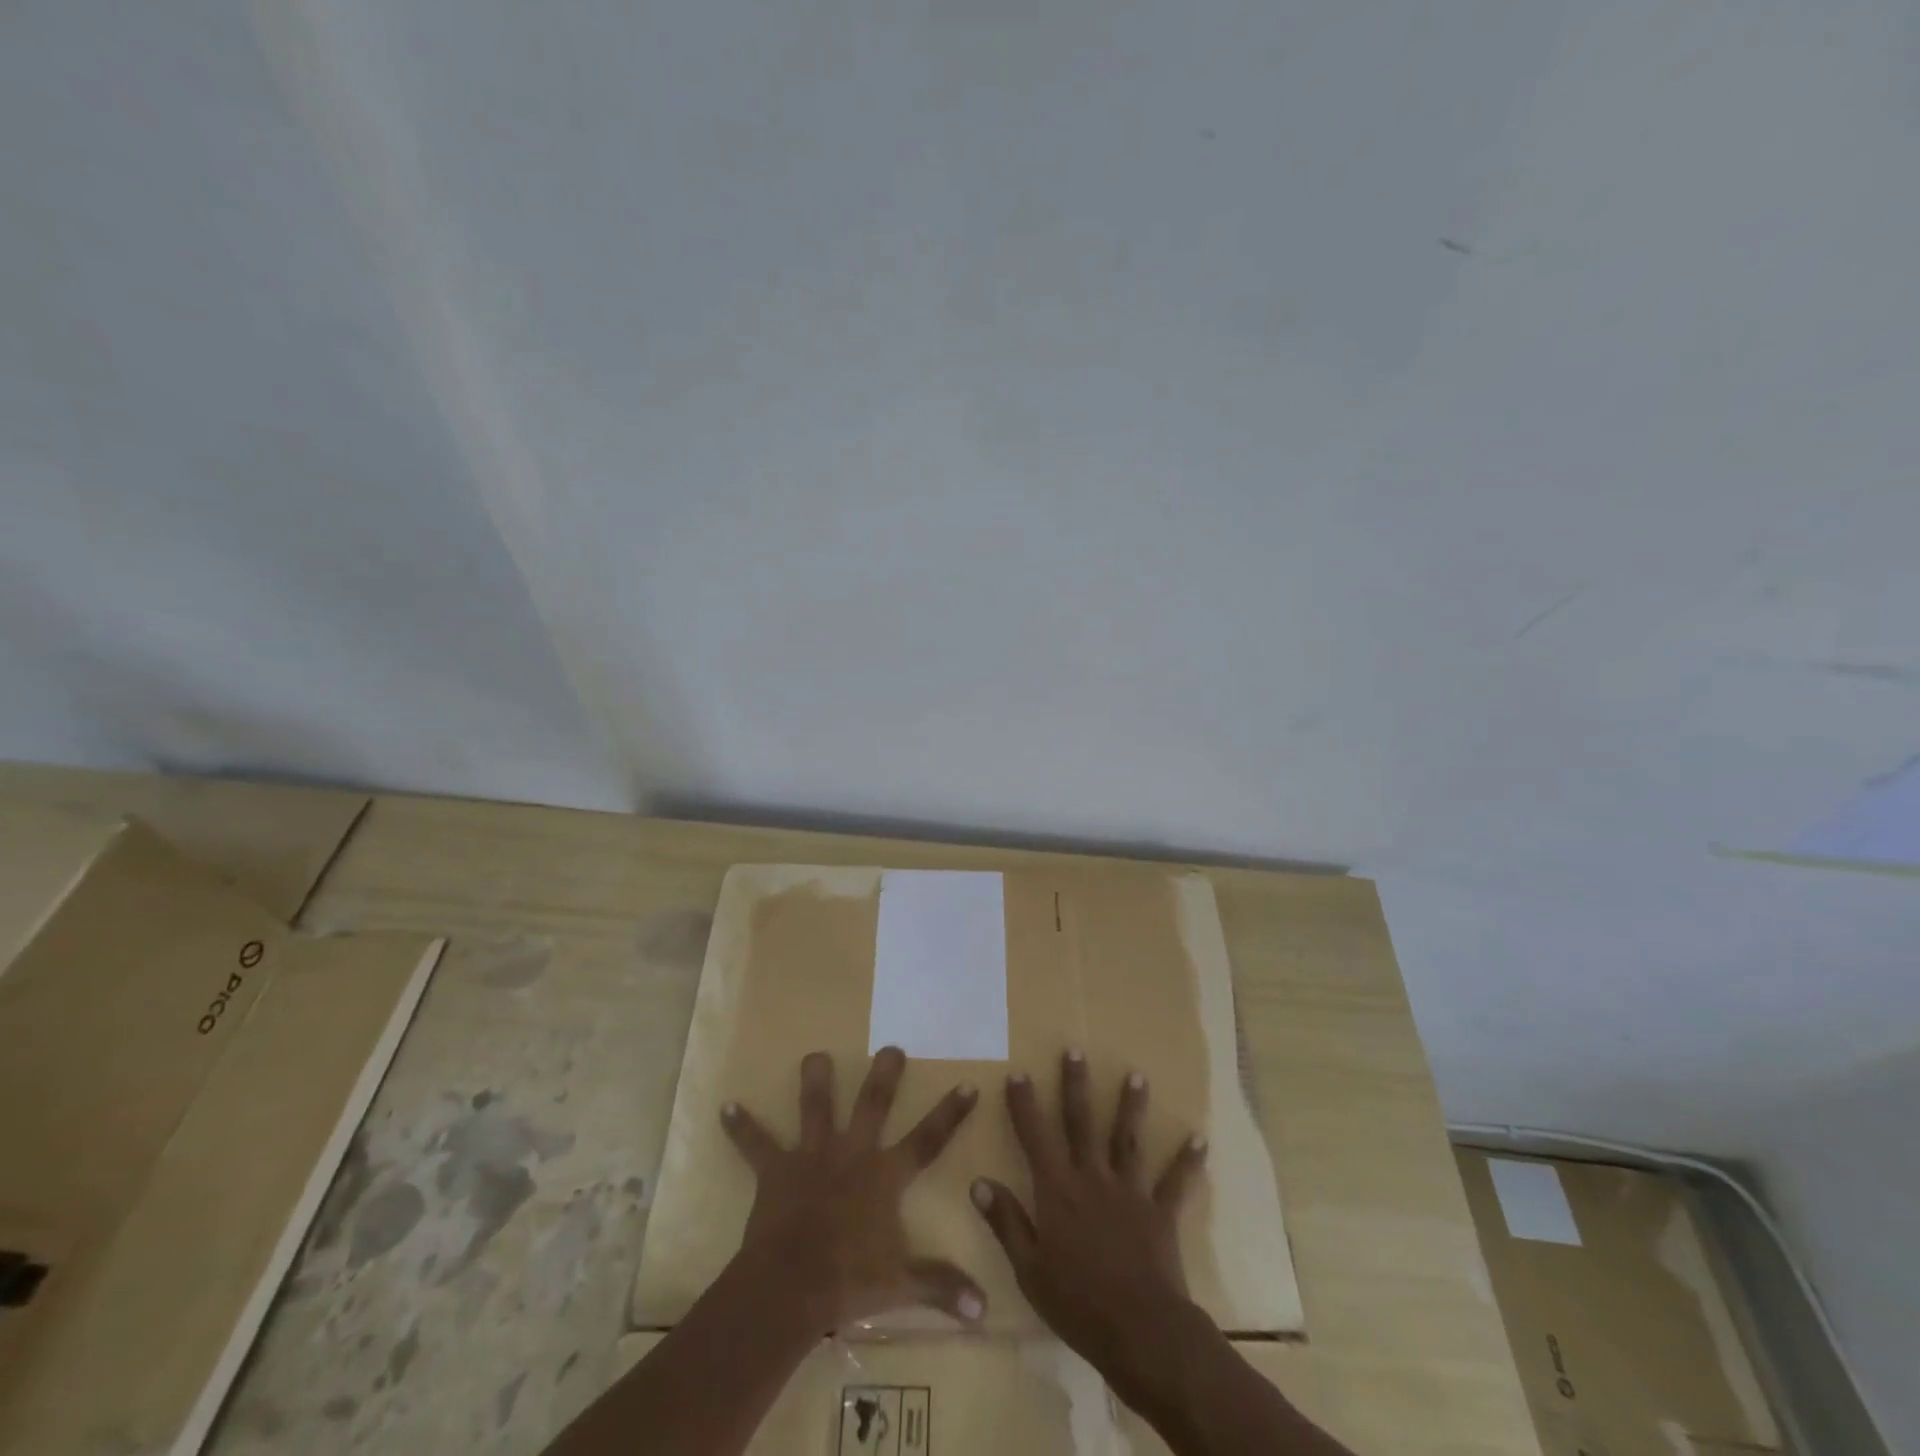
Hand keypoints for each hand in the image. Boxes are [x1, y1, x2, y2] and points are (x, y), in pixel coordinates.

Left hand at [721, 1046, 986, 1330]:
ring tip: (814, 1055)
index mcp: (884, 1175)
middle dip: (885, 1074)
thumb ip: (942, 1287)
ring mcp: (811, 1156)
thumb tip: (983, 1307)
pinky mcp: (776, 1170)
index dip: (950, 1113)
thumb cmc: (849, 1281)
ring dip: (814, 1080)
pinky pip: (755, 1144)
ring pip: (815, 1107)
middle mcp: (851, 1153)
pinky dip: (741, 1127)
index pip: (927, 1139)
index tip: (969, 1084)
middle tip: (892, 1047)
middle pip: (873, 1103)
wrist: (789, 1287)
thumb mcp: (901, 1284)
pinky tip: (724, 1108)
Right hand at [970, 1049, 1207, 1380]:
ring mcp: (1129, 1191)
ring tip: (1137, 1075)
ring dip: (1131, 1106)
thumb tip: (978, 1183)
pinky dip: (1187, 1161)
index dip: (1025, 1104)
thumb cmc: (1077, 1303)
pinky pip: (1175, 1182)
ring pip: (1127, 1139)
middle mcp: (1092, 1178)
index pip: (1036, 1136)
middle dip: (1076, 1085)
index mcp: (1057, 1190)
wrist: (1140, 1331)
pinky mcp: (1160, 1212)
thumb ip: (1006, 1222)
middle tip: (1075, 1050)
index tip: (1019, 1073)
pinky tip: (1199, 1139)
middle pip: (1082, 1122)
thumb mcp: (1029, 1268)